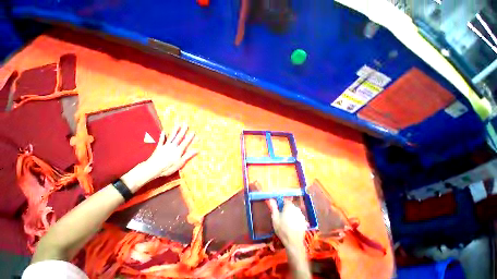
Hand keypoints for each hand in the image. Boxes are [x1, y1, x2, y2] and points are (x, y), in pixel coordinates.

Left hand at [121, 124, 197, 191]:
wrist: (152, 168)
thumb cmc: (168, 167)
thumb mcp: (180, 163)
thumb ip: (188, 156)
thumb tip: (196, 150)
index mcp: (178, 150)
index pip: (186, 142)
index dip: (190, 137)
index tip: (193, 131)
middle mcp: (172, 146)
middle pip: (179, 137)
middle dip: (183, 130)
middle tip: (186, 124)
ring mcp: (165, 146)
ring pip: (171, 137)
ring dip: (175, 130)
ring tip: (178, 125)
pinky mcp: (159, 148)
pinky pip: (161, 140)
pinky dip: (162, 136)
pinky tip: (163, 131)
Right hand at [269, 200, 306, 247]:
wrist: (293, 243)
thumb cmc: (282, 229)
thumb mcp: (275, 218)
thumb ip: (273, 207)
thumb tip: (271, 199)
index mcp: (289, 206)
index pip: (285, 201)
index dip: (281, 204)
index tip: (278, 210)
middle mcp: (296, 209)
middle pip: (290, 206)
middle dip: (286, 209)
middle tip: (282, 217)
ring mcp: (301, 215)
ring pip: (294, 212)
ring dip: (291, 214)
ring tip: (286, 222)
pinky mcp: (304, 222)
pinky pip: (298, 218)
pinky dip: (295, 220)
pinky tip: (292, 226)